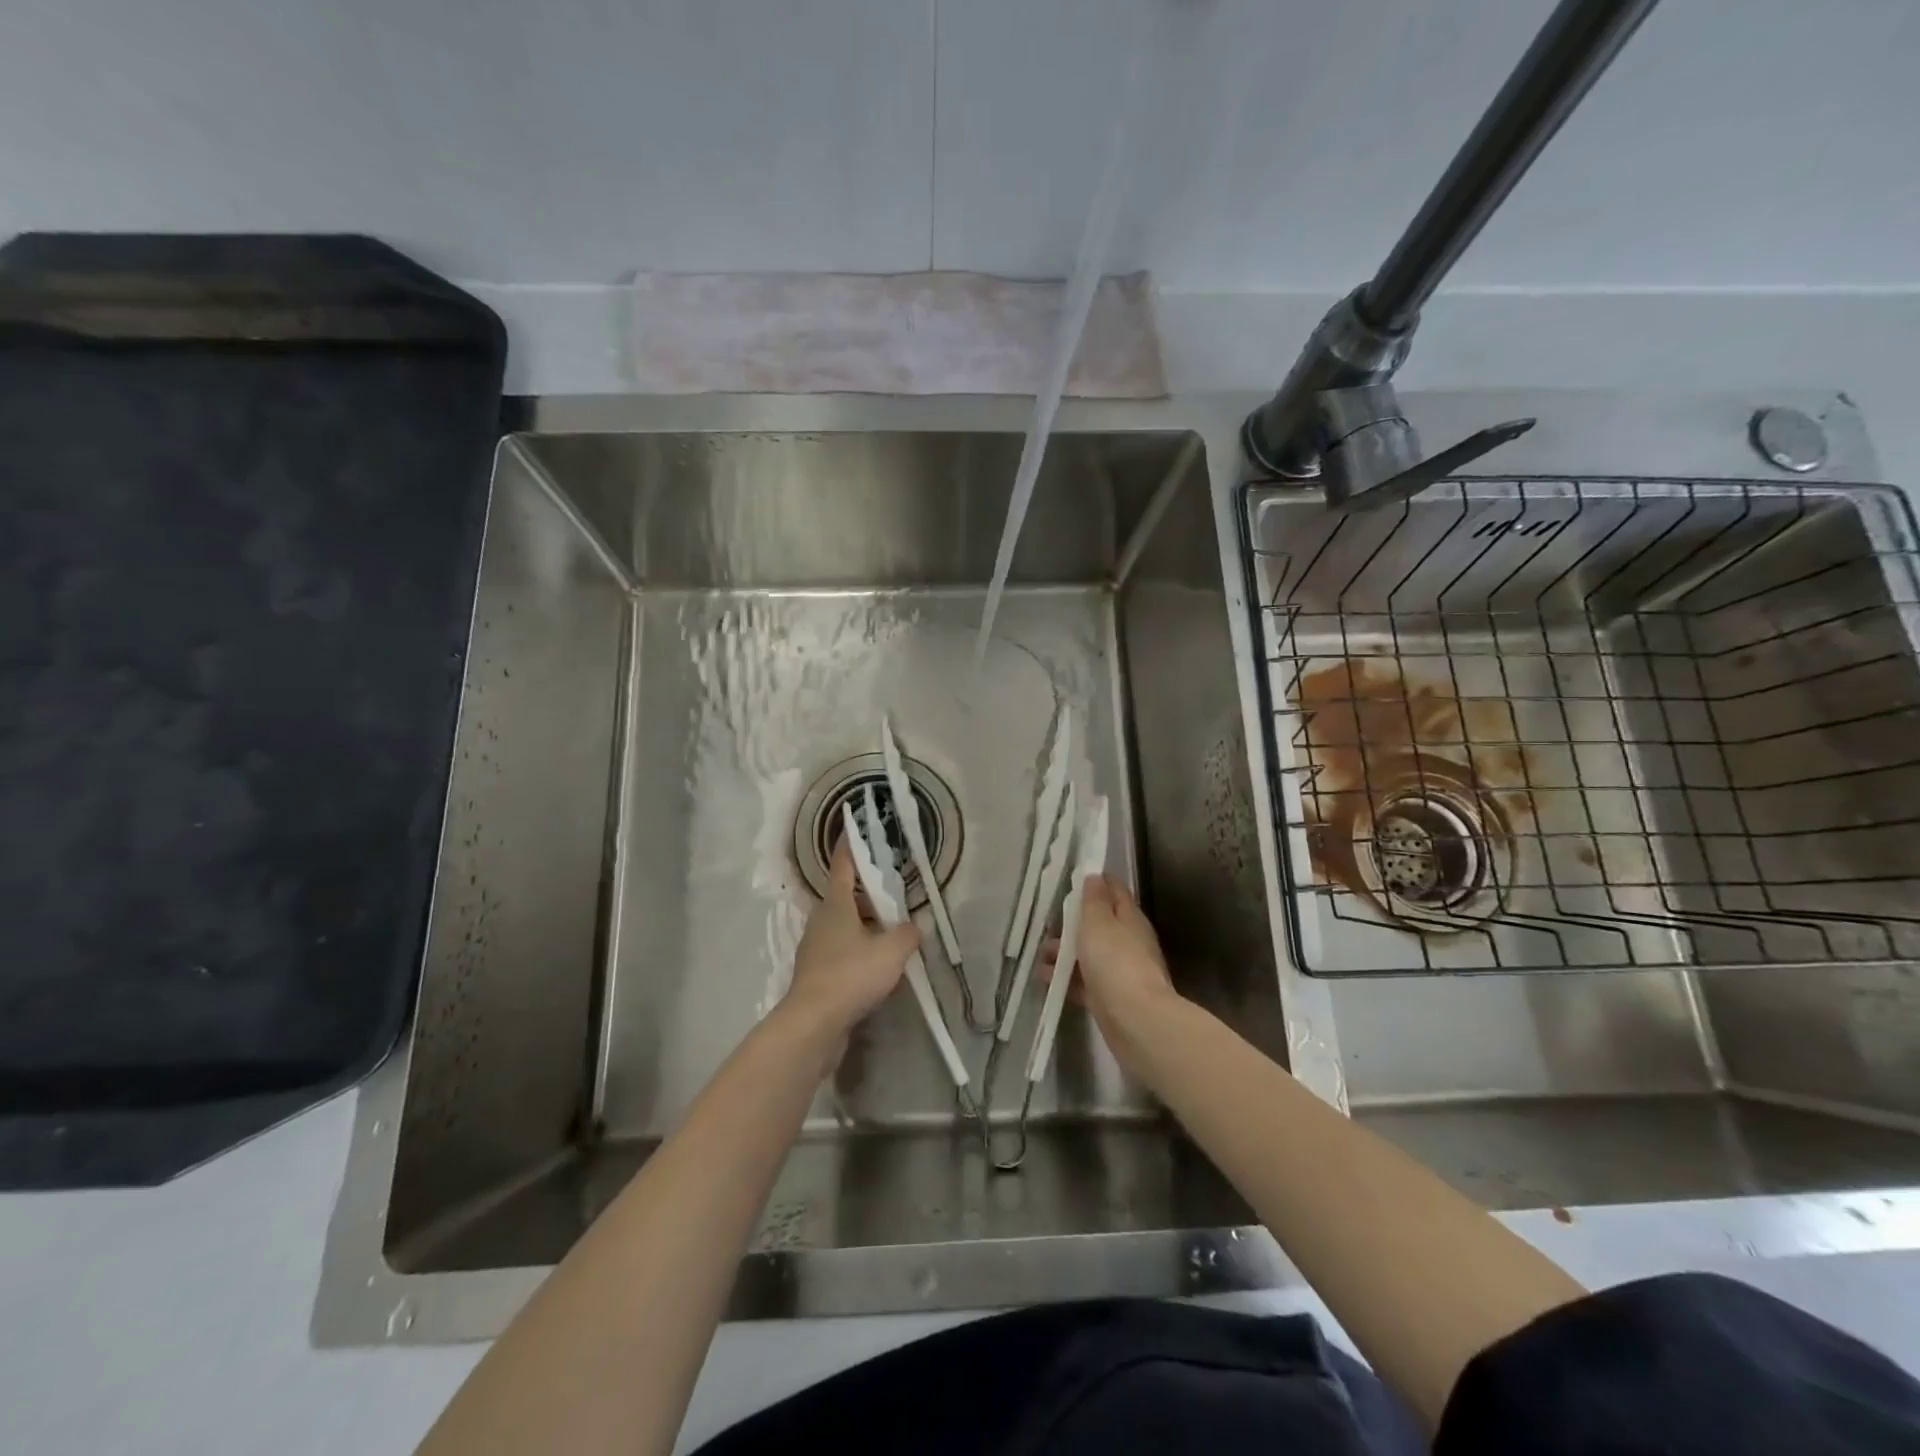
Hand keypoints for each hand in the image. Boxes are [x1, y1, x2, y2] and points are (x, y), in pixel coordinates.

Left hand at [783, 840, 919, 1037]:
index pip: (843, 865)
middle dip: (866, 892)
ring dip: (864, 925)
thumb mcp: (891, 952)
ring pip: (843, 927)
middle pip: (844, 897)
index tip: (852, 825)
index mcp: (836, 905)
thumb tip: (914, 926)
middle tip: (891, 891)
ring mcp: (815, 949)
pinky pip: (841, 953)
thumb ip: (907, 934)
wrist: (813, 1024)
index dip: (850, 845)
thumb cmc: (850, 975)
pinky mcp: (816, 975)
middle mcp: (821, 921)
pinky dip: (858, 952)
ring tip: (890, 930)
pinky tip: (876, 966)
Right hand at [1043, 875, 1179, 1076]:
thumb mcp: (1098, 923)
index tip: (1073, 877)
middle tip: (1047, 923)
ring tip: (1040, 954)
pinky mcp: (1109, 997)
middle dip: (1072, 922)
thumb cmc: (1115, 962)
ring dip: (1065, 952)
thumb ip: (1093, 900)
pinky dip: (1065, 977)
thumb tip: (1095, 877)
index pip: (1115, 890)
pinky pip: (1083, 981)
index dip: (1096, 881)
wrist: (1136, 1021)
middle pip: (1099, 924)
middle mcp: (1127, 941)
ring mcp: (1119, 971)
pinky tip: (1045, 978)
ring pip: (1088, 953)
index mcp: (1129, 918)